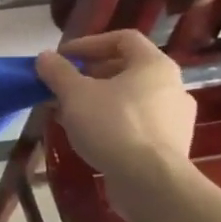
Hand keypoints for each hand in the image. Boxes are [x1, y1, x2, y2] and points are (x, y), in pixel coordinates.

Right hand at [35, 30, 195, 202]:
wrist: (150, 182)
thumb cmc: (113, 126)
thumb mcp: (75, 94)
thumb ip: (58, 72)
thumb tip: (45, 57)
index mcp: (154, 65)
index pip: (123, 39)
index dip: (89, 43)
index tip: (63, 57)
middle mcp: (172, 86)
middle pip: (127, 69)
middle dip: (90, 75)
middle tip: (63, 87)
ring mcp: (175, 118)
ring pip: (130, 99)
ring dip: (98, 101)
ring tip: (70, 114)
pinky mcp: (170, 146)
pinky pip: (137, 124)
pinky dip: (112, 123)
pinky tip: (90, 137)